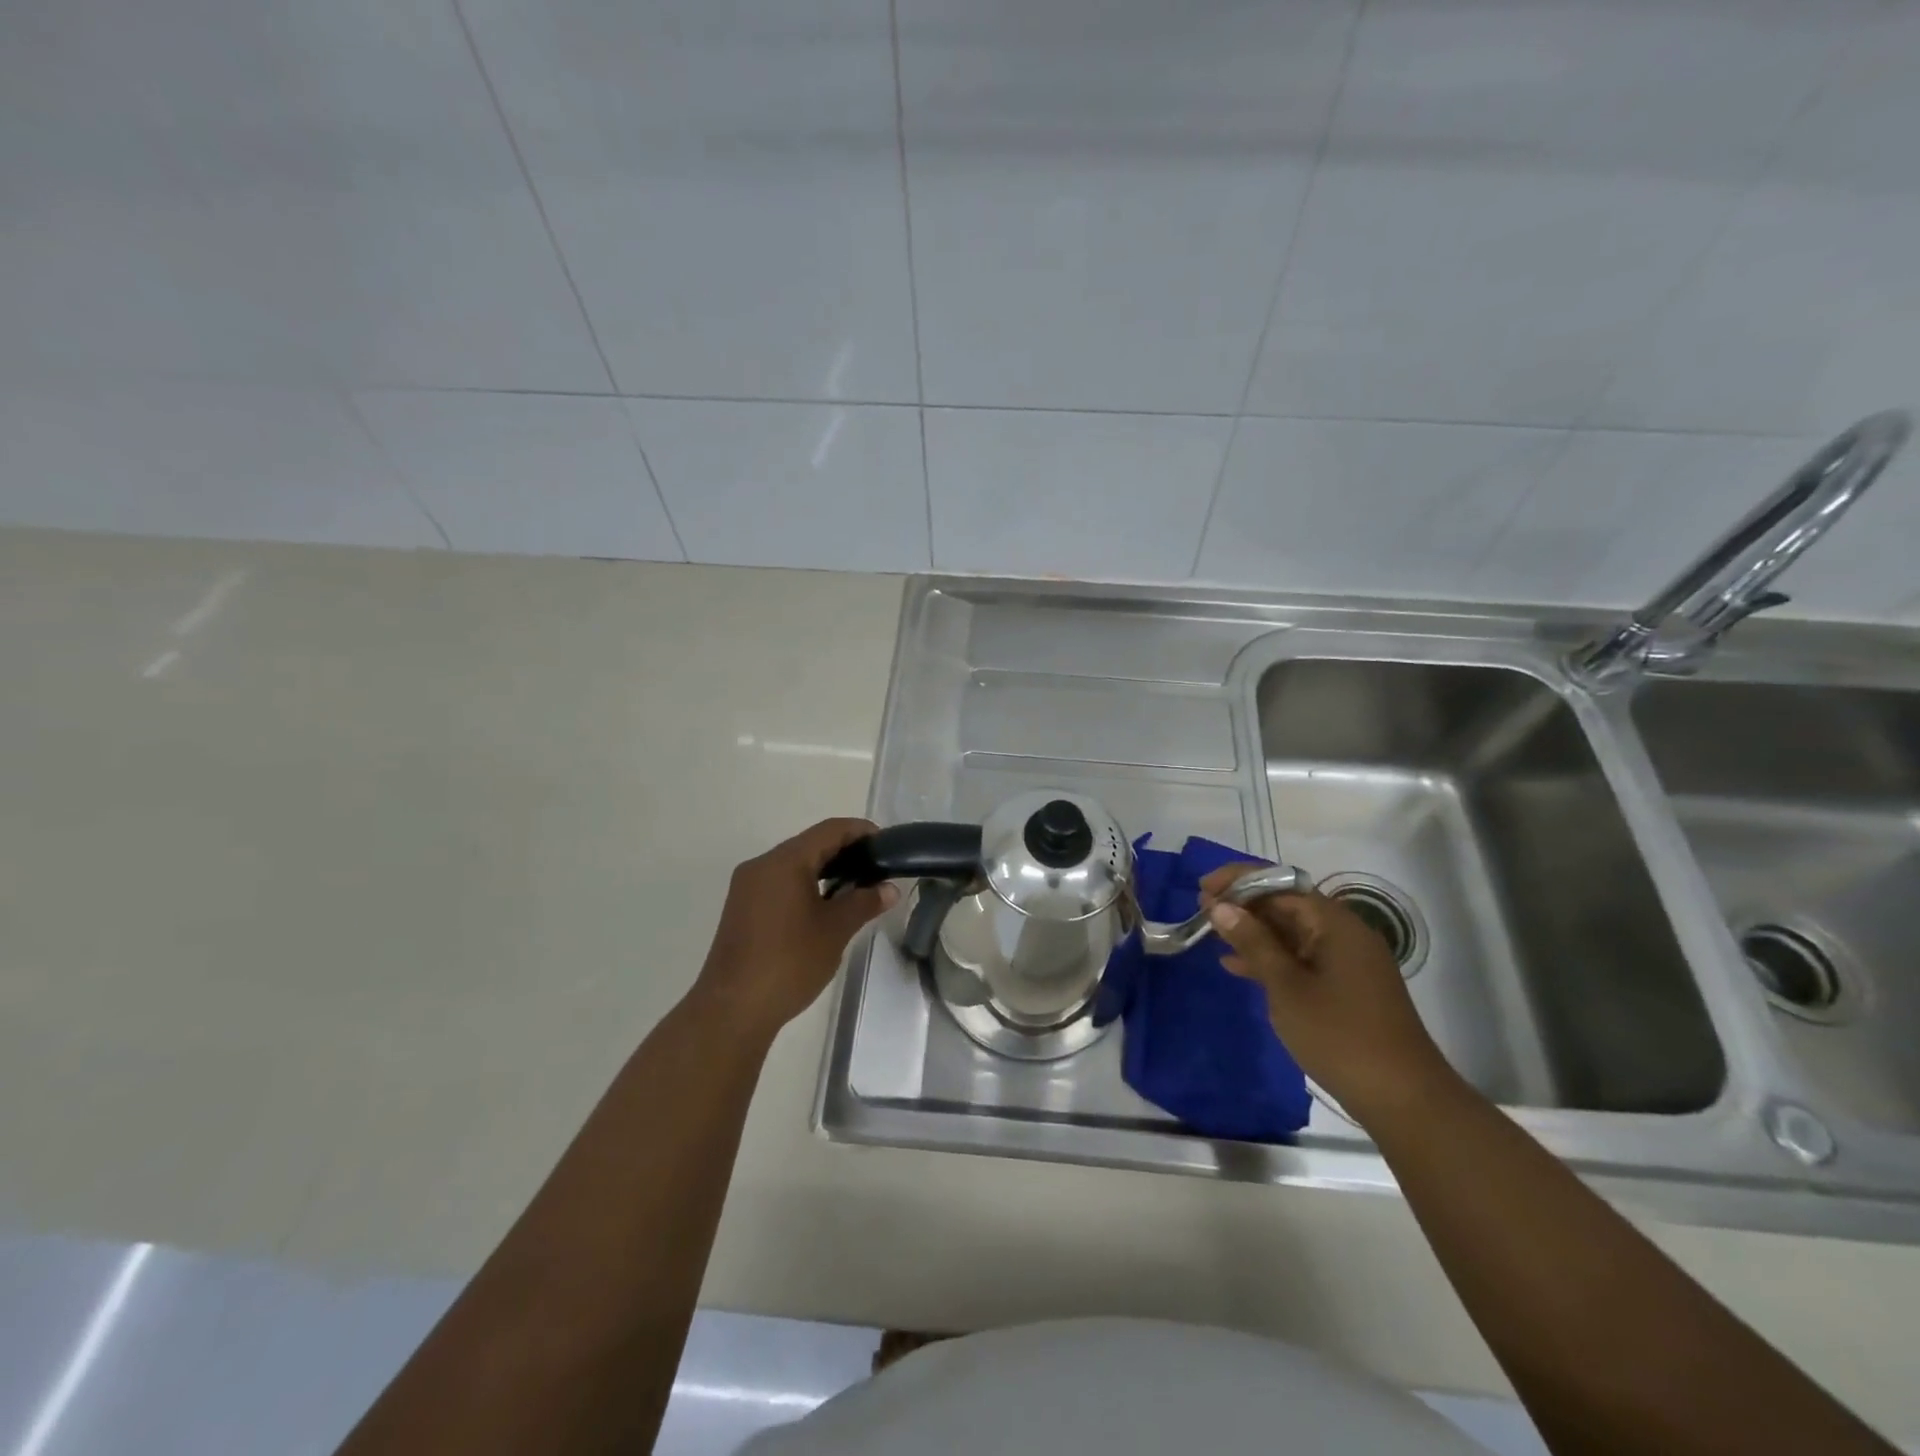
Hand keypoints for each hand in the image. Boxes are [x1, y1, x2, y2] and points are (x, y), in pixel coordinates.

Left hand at [694, 818, 898, 1041]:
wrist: (733, 1009)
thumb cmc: (789, 962)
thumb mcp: (835, 930)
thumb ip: (864, 902)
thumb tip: (889, 889)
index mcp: (784, 862)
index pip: (829, 830)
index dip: (860, 831)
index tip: (886, 844)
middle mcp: (761, 865)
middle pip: (809, 844)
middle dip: (844, 851)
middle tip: (876, 868)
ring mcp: (747, 888)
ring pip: (793, 865)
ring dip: (824, 870)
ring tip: (856, 888)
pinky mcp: (741, 909)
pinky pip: (779, 883)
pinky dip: (805, 885)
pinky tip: (824, 906)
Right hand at [1200, 865, 1457, 1124]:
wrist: (1402, 1098)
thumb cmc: (1339, 1035)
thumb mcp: (1286, 986)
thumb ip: (1253, 942)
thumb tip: (1220, 906)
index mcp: (1334, 923)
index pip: (1280, 884)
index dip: (1239, 882)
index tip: (1203, 888)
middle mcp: (1343, 933)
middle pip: (1286, 904)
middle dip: (1243, 905)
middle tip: (1202, 911)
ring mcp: (1346, 961)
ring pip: (1291, 933)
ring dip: (1252, 932)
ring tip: (1212, 934)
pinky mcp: (1344, 986)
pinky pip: (1300, 958)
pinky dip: (1270, 958)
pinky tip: (1236, 966)